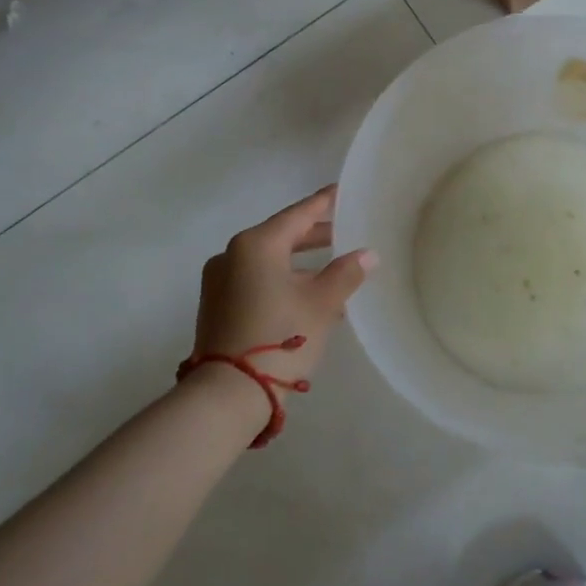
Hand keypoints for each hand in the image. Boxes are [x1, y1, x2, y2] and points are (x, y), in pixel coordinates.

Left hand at [191, 186, 376, 383]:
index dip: (324, 204)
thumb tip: (367, 255)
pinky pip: (258, 281)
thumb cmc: (281, 337)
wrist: (228, 393)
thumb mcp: (322, 303)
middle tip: (345, 232)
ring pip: (270, 262)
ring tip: (335, 272)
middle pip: (282, 237)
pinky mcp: (218, 306)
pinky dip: (283, 282)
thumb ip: (345, 273)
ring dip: (301, 265)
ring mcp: (221, 281)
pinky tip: (309, 297)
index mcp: (256, 244)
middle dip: (315, 237)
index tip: (341, 192)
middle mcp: (232, 255)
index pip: (298, 215)